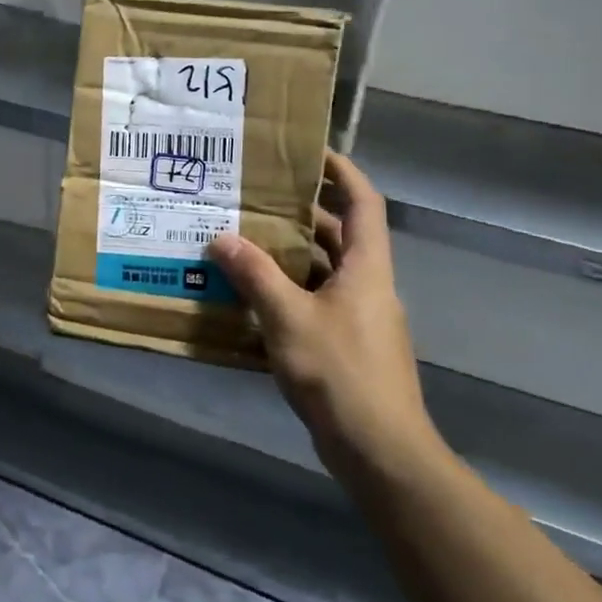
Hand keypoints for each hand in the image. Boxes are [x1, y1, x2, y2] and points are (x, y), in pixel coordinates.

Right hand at [207, 151, 438, 483]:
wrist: (380, 450)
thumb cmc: (339, 372)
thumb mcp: (288, 317)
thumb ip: (255, 275)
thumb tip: (222, 238)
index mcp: (366, 268)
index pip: (364, 203)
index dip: (343, 171)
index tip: (310, 152)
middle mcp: (368, 286)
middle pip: (338, 235)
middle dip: (300, 215)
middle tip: (254, 199)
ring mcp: (360, 318)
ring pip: (323, 272)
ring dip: (288, 257)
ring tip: (241, 242)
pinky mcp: (346, 346)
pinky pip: (315, 303)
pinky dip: (286, 293)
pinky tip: (250, 299)